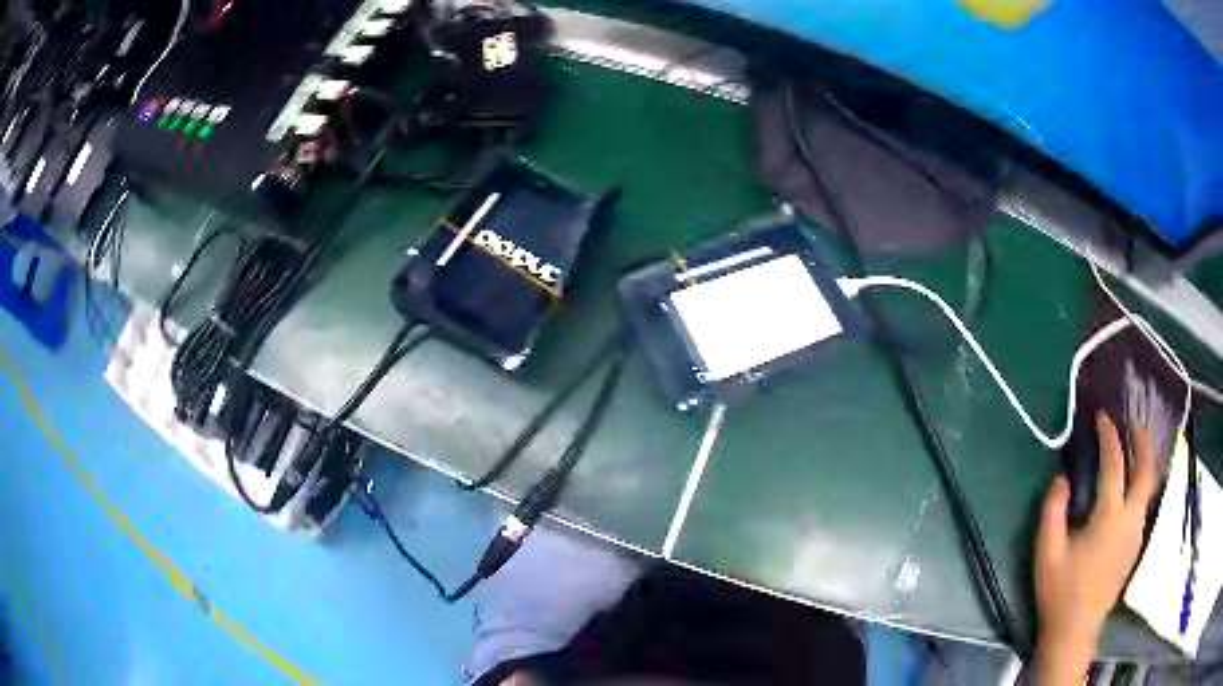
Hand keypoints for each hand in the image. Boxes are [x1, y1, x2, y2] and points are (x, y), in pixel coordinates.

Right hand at [1032, 412, 1158, 684]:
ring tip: (1133, 448)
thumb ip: (1053, 510)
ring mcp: (1136, 533)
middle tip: (1131, 424)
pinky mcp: (1136, 545)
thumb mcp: (1046, 552)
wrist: (1075, 632)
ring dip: (1144, 460)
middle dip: (1142, 440)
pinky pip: (1144, 502)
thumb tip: (1062, 478)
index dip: (1109, 436)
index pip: (1115, 464)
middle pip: (1147, 468)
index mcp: (1109, 517)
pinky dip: (1141, 482)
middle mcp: (1130, 519)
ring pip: (1149, 485)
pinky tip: (1131, 487)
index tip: (1102, 417)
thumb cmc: (1059, 592)